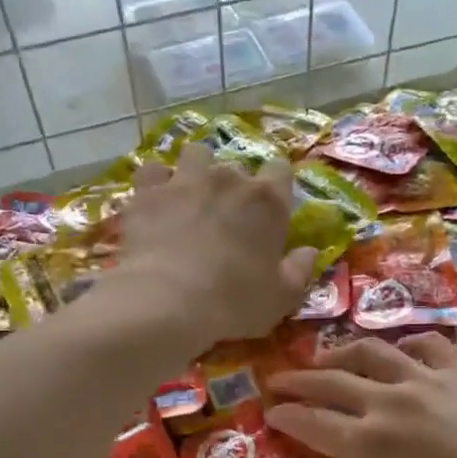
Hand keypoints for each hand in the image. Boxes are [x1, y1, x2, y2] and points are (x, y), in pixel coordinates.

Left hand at [114, 143, 316, 348]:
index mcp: (267, 201)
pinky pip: (152, 171)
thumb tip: (310, 252)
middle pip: (236, 165)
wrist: (167, 302)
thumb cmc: (234, 302)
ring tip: (190, 196)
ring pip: (195, 154)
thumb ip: (299, 271)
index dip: (277, 184)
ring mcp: (184, 181)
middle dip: (233, 186)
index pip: (281, 170)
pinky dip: (155, 183)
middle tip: (226, 216)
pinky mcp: (147, 192)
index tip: (271, 207)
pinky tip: (154, 201)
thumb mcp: (281, 298)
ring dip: (196, 170)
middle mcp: (228, 179)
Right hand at [267, 334, 456, 457]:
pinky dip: (403, 346)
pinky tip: (399, 352)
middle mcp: (389, 403)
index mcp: (368, 445)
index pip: (312, 423)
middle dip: (299, 379)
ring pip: (372, 352)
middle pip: (331, 381)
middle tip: (279, 379)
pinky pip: (424, 345)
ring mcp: (426, 380)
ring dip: (341, 353)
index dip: (286, 416)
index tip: (270, 411)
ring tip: (328, 359)